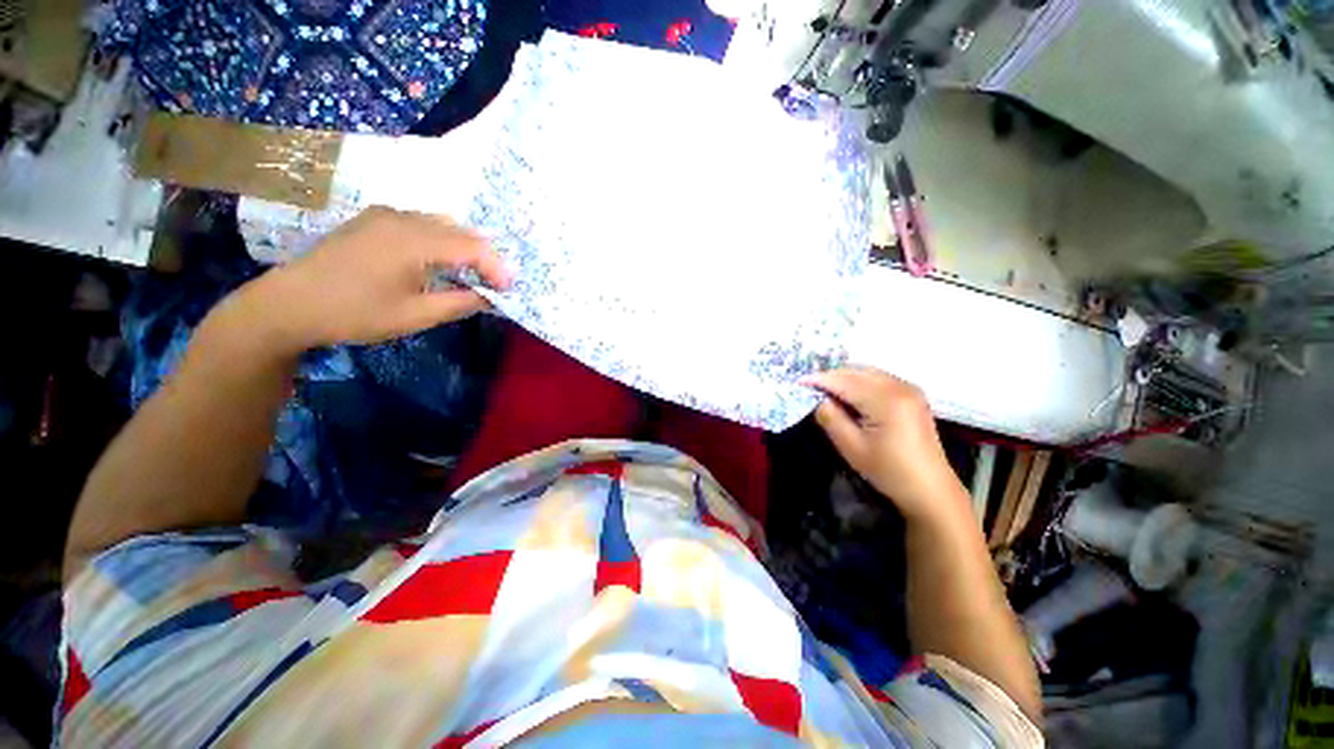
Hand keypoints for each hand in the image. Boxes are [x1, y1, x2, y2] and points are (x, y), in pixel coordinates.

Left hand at [229, 207, 511, 353]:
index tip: (509, 290)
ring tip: (472, 273)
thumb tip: (489, 297)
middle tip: (496, 283)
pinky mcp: (373, 219)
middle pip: (461, 230)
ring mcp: (385, 215)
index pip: (473, 246)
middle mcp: (403, 218)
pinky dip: (441, 240)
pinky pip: (420, 222)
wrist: (290, 304)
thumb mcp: (416, 316)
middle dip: (485, 256)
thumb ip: (460, 303)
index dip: (498, 267)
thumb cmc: (355, 313)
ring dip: (464, 247)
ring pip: (442, 223)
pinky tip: (439, 260)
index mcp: (414, 241)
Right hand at [804, 367, 965, 521]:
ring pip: (867, 372)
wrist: (930, 490)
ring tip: (824, 390)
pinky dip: (859, 381)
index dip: (818, 379)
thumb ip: (830, 418)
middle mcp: (900, 386)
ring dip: (844, 377)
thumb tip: (817, 399)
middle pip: (856, 371)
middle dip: (830, 376)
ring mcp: (909, 388)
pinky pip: (878, 378)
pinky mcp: (911, 395)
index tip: (797, 382)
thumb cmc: (889, 471)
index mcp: (886, 400)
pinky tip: (848, 394)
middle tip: (808, 386)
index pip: (844, 381)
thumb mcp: (852, 447)